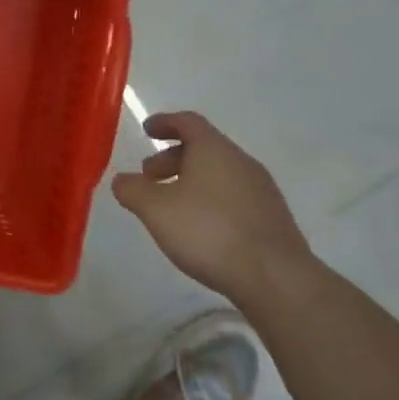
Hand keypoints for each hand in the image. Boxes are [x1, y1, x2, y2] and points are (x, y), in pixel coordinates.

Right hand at [111, 111, 314, 301]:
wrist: (276, 278)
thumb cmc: (208, 232)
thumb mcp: (155, 210)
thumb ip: (132, 190)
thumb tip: (123, 181)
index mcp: (214, 150)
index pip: (188, 122)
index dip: (164, 122)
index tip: (147, 130)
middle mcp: (241, 161)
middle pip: (203, 148)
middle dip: (172, 158)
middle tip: (149, 178)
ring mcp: (262, 189)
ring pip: (219, 173)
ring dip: (191, 180)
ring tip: (171, 207)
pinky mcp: (272, 216)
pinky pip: (234, 195)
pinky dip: (210, 199)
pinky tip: (200, 227)